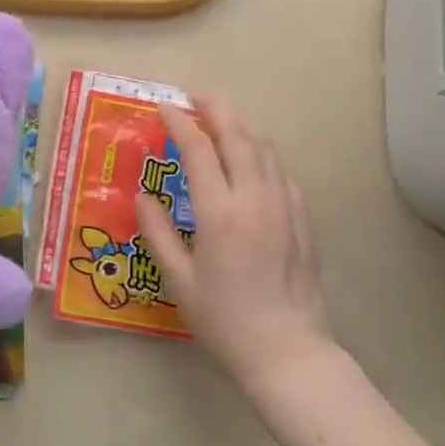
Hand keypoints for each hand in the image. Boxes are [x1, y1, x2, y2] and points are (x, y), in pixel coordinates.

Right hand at [134, 94, 334, 393]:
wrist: (285, 349)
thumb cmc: (223, 319)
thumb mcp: (178, 280)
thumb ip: (157, 233)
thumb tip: (142, 197)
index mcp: (220, 212)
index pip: (199, 150)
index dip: (180, 123)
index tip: (163, 107)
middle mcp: (255, 198)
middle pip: (238, 137)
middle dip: (216, 109)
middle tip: (195, 96)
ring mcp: (284, 207)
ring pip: (264, 149)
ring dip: (241, 128)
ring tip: (220, 122)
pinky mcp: (301, 220)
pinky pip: (281, 173)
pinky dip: (262, 155)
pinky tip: (251, 163)